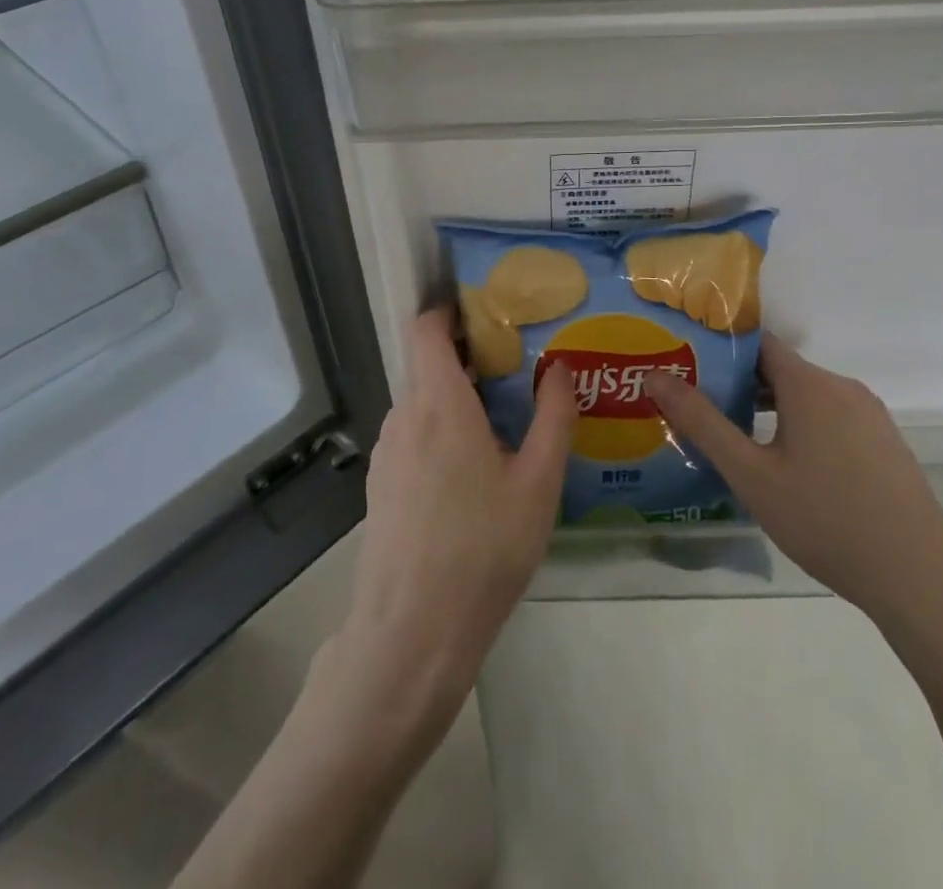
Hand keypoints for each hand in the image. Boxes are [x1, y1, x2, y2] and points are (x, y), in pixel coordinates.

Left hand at [340, 307, 577, 713]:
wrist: (411, 632)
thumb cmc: (483, 549)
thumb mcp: (537, 483)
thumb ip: (553, 417)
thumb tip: (560, 367)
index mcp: (438, 402)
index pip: (426, 328)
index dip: (449, 310)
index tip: (488, 314)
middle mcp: (404, 415)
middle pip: (428, 365)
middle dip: (469, 358)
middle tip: (517, 370)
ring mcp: (387, 452)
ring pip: (421, 403)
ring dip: (455, 399)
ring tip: (502, 422)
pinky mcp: (382, 485)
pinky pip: (412, 436)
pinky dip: (439, 431)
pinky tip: (471, 472)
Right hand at [645, 334, 942, 626]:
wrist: (921, 578)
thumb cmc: (826, 520)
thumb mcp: (751, 475)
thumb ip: (701, 422)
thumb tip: (655, 375)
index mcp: (809, 384)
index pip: (756, 343)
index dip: (719, 350)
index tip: (686, 365)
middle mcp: (842, 387)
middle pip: (780, 370)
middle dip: (738, 385)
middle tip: (699, 409)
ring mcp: (870, 416)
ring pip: (806, 397)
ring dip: (769, 410)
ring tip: (734, 440)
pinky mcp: (885, 443)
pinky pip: (831, 419)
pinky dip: (801, 427)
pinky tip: (787, 469)